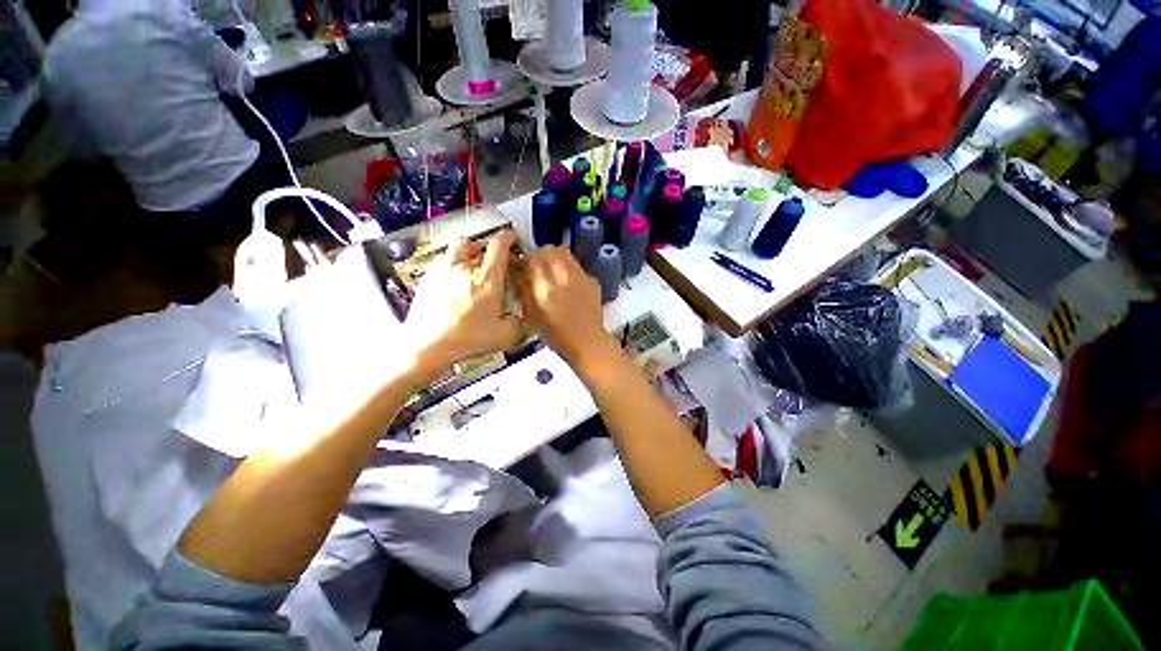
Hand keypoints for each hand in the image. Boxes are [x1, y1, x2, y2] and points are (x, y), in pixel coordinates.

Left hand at [404, 231, 522, 380]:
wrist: (427, 345)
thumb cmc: (467, 339)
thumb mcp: (504, 336)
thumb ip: (519, 323)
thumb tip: (521, 316)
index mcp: (487, 280)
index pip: (499, 247)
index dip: (508, 238)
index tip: (513, 237)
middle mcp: (465, 269)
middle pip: (479, 245)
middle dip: (490, 250)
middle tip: (495, 262)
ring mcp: (444, 271)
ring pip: (459, 248)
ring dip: (470, 252)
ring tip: (473, 264)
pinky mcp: (429, 278)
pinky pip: (444, 260)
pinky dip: (453, 263)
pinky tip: (455, 279)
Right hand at [512, 246, 610, 366]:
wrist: (586, 341)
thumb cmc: (555, 334)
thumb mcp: (531, 314)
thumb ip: (522, 288)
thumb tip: (515, 269)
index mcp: (544, 286)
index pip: (532, 256)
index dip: (527, 259)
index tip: (525, 266)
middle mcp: (562, 275)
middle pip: (549, 249)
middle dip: (541, 255)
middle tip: (539, 267)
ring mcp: (579, 276)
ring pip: (564, 253)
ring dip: (555, 258)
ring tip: (554, 272)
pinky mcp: (591, 280)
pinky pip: (576, 265)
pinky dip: (569, 268)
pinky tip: (569, 283)